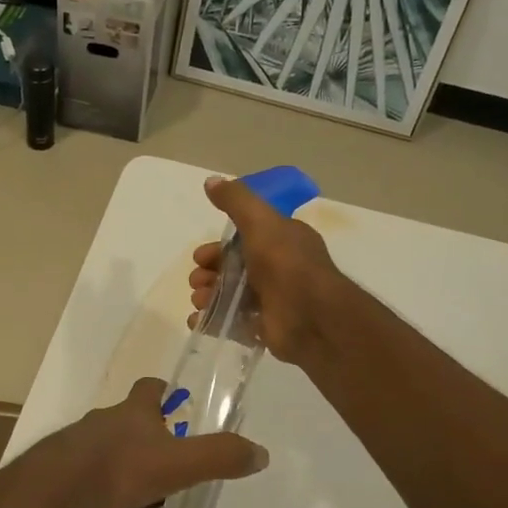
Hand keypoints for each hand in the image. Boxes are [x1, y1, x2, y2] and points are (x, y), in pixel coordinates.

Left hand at [24, 377, 268, 507]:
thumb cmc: (118, 470)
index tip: (175, 404)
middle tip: (167, 469)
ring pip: (108, 454)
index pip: (149, 388)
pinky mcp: (60, 472)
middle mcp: (103, 421)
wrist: (51, 492)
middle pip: (129, 423)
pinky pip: (87, 481)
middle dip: (148, 442)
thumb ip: (219, 457)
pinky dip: (99, 495)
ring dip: (124, 473)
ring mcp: (77, 446)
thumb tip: (260, 452)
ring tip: (138, 503)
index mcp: (132, 412)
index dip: (163, 392)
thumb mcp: (177, 465)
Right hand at [189, 175, 345, 362]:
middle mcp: (278, 268)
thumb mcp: (260, 221)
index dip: (218, 247)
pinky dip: (211, 321)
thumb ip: (236, 200)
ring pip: (229, 294)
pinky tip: (197, 320)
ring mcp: (271, 300)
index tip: (200, 256)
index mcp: (282, 240)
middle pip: (232, 268)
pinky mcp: (264, 327)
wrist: (310, 316)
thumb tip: (211, 180)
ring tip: (200, 301)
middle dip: (208, 272)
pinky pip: (231, 322)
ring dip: (207, 295)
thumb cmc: (286, 264)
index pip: (243, 239)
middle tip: (197, 280)